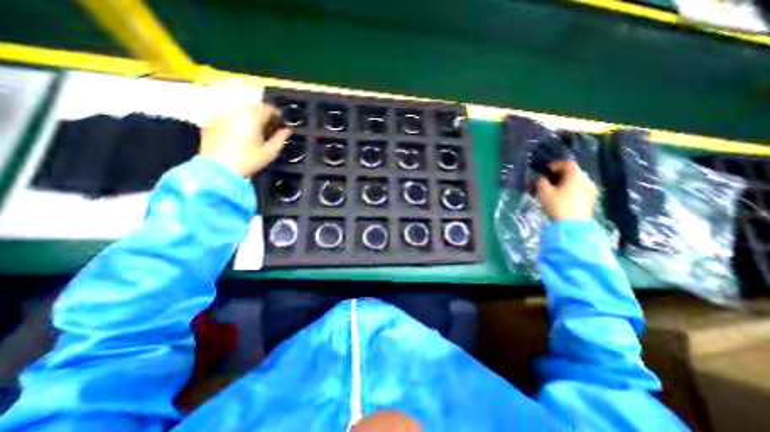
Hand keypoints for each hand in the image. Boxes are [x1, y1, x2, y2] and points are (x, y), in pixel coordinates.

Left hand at [199, 102, 289, 175]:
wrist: (218, 170)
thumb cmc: (249, 161)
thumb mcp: (270, 152)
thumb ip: (280, 138)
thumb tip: (286, 130)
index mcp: (252, 117)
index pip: (268, 108)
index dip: (278, 115)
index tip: (282, 124)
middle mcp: (236, 111)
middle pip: (254, 108)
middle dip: (264, 116)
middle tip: (270, 130)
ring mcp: (221, 115)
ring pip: (240, 111)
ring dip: (250, 119)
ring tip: (255, 133)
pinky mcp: (210, 121)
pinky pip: (228, 117)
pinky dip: (237, 122)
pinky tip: (239, 135)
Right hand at [538, 161, 597, 222]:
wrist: (573, 226)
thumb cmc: (557, 205)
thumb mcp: (544, 192)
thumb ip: (541, 182)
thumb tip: (543, 178)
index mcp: (576, 176)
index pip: (568, 164)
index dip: (556, 165)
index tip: (546, 170)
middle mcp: (586, 180)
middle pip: (573, 172)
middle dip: (560, 174)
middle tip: (548, 179)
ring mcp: (590, 190)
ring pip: (576, 182)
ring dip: (565, 183)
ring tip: (553, 190)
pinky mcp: (590, 200)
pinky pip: (579, 189)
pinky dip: (570, 189)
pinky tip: (561, 197)